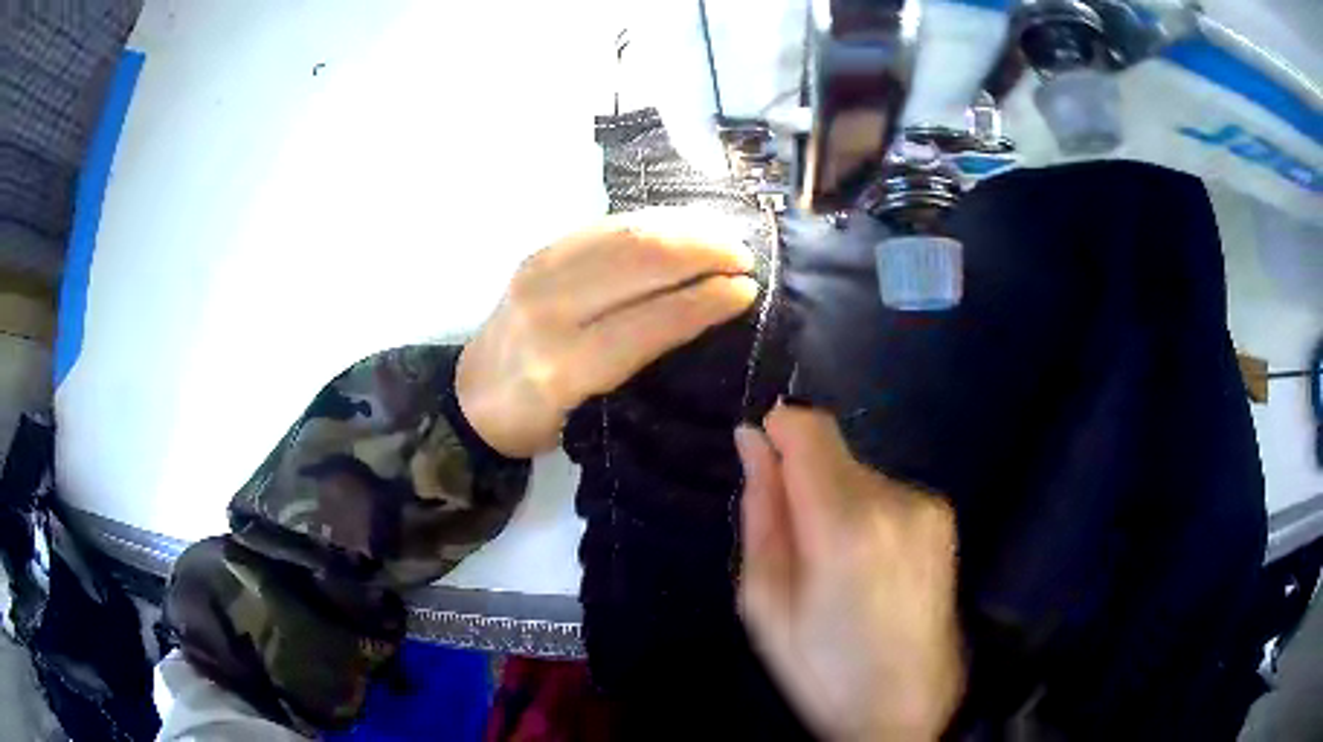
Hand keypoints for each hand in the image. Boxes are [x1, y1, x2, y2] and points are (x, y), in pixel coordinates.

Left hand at [458, 208, 758, 457]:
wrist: (470, 395)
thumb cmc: (534, 421)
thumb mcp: (587, 415)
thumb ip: (637, 365)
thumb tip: (699, 313)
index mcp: (562, 367)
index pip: (649, 322)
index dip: (704, 301)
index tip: (746, 291)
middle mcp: (549, 310)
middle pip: (639, 262)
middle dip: (702, 252)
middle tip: (744, 258)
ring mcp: (539, 272)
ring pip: (625, 234)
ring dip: (683, 229)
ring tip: (723, 237)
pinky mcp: (538, 251)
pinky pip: (605, 226)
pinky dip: (651, 222)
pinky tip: (680, 225)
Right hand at [736, 405, 964, 740]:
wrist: (906, 705)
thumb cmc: (822, 670)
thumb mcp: (766, 603)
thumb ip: (760, 512)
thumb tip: (752, 440)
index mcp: (844, 528)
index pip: (809, 430)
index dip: (779, 430)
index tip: (761, 458)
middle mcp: (895, 501)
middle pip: (832, 451)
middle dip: (803, 480)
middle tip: (797, 546)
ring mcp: (926, 506)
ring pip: (858, 472)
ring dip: (835, 499)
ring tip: (837, 566)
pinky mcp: (942, 516)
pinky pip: (885, 492)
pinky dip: (865, 513)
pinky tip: (869, 566)